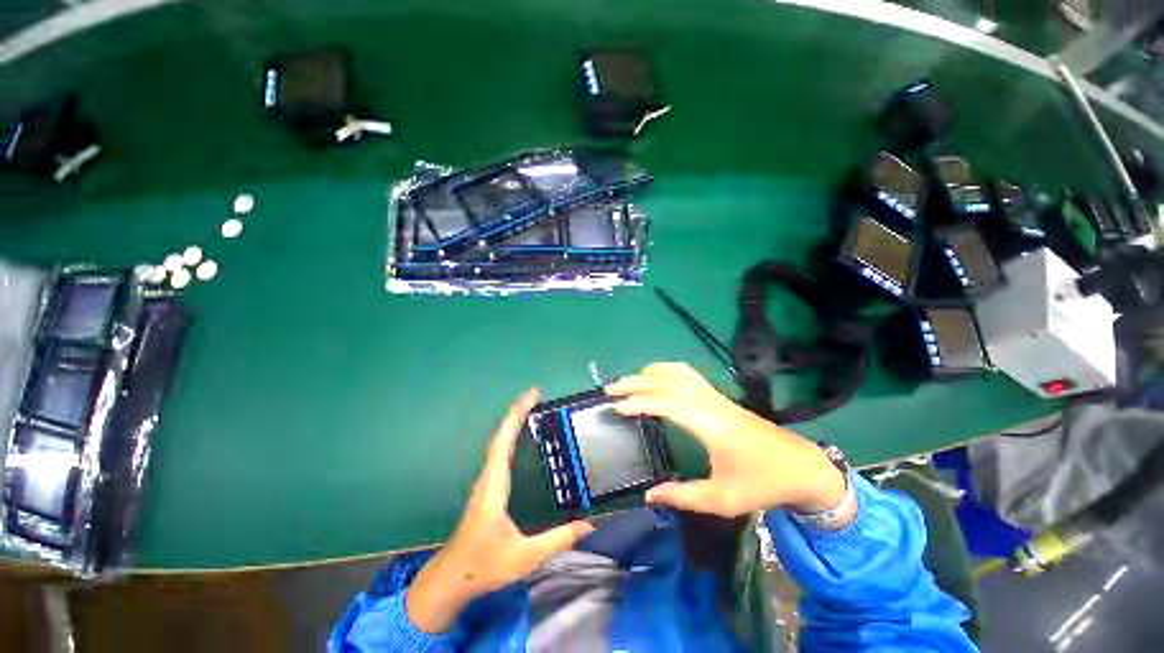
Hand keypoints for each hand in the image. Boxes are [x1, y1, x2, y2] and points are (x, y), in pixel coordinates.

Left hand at [407, 388, 593, 633]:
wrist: (452, 578)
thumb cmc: (485, 564)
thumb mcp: (525, 555)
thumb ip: (558, 539)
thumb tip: (589, 523)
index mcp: (494, 486)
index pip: (503, 441)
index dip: (516, 415)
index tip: (532, 395)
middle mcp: (488, 477)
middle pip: (500, 435)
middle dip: (517, 411)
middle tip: (536, 395)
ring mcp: (486, 481)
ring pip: (498, 442)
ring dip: (512, 421)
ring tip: (532, 407)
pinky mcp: (488, 486)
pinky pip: (499, 452)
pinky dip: (510, 436)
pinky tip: (520, 436)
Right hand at [606, 363, 848, 519]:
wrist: (800, 466)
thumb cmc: (763, 483)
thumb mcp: (723, 499)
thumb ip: (683, 496)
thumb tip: (649, 494)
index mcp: (710, 425)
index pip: (667, 403)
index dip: (640, 403)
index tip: (617, 408)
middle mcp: (710, 403)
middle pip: (667, 382)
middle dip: (636, 382)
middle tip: (611, 389)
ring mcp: (715, 396)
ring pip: (678, 372)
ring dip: (650, 373)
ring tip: (628, 382)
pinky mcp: (718, 396)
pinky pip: (688, 374)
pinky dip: (666, 370)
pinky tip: (657, 378)